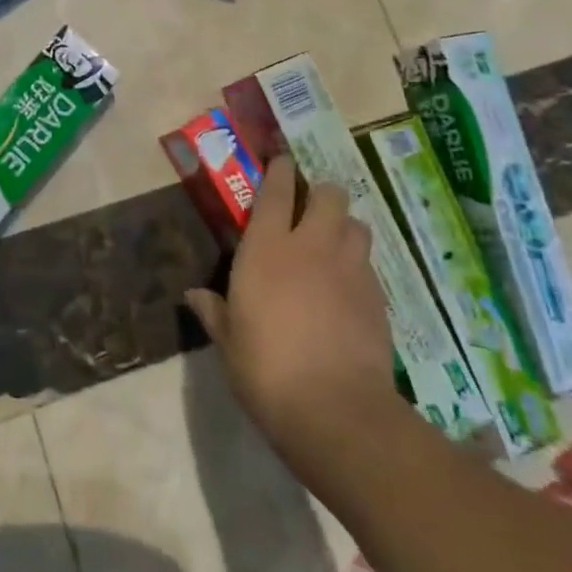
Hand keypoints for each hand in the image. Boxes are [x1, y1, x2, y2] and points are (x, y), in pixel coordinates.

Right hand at [185, 157, 396, 457]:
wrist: (335, 410)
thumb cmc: (266, 369)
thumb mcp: (228, 342)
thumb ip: (214, 311)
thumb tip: (194, 296)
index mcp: (266, 249)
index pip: (276, 192)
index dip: (279, 171)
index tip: (281, 161)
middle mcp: (311, 247)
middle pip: (329, 195)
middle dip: (320, 194)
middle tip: (308, 210)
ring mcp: (350, 270)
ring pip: (356, 225)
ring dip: (343, 227)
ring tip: (331, 245)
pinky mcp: (378, 297)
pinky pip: (368, 264)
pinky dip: (357, 265)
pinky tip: (346, 288)